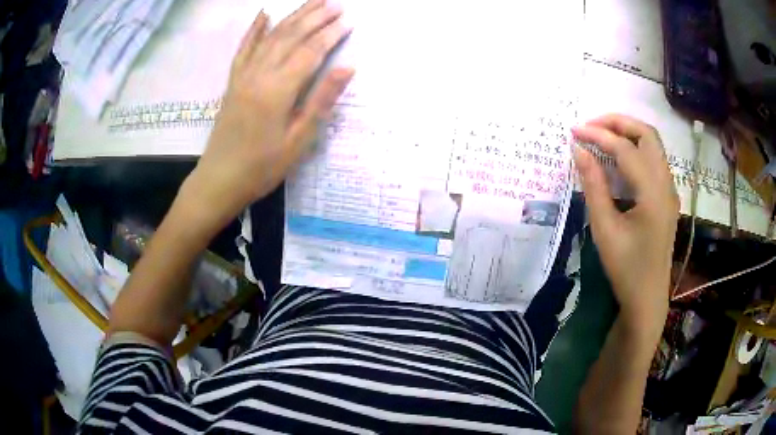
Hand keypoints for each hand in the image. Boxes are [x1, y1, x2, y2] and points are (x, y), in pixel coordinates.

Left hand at [182, 0, 353, 231]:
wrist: (219, 180)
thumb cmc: (261, 167)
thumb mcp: (298, 141)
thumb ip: (321, 100)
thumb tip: (348, 68)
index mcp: (278, 90)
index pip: (310, 52)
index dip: (331, 34)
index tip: (349, 21)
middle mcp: (259, 74)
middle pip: (290, 36)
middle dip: (315, 17)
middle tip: (336, 4)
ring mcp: (243, 75)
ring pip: (271, 36)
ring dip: (293, 16)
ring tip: (313, 2)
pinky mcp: (233, 81)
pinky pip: (244, 48)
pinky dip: (254, 29)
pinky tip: (263, 14)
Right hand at [572, 114, 678, 333]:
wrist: (647, 298)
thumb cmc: (625, 268)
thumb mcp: (605, 229)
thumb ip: (593, 185)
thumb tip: (579, 150)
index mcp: (653, 193)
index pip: (626, 149)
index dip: (599, 135)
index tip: (574, 131)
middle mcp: (666, 184)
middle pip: (647, 134)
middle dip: (618, 122)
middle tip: (591, 126)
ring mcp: (669, 190)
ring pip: (653, 144)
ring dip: (627, 133)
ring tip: (601, 137)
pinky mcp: (666, 197)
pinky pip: (653, 160)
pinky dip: (634, 149)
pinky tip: (617, 159)